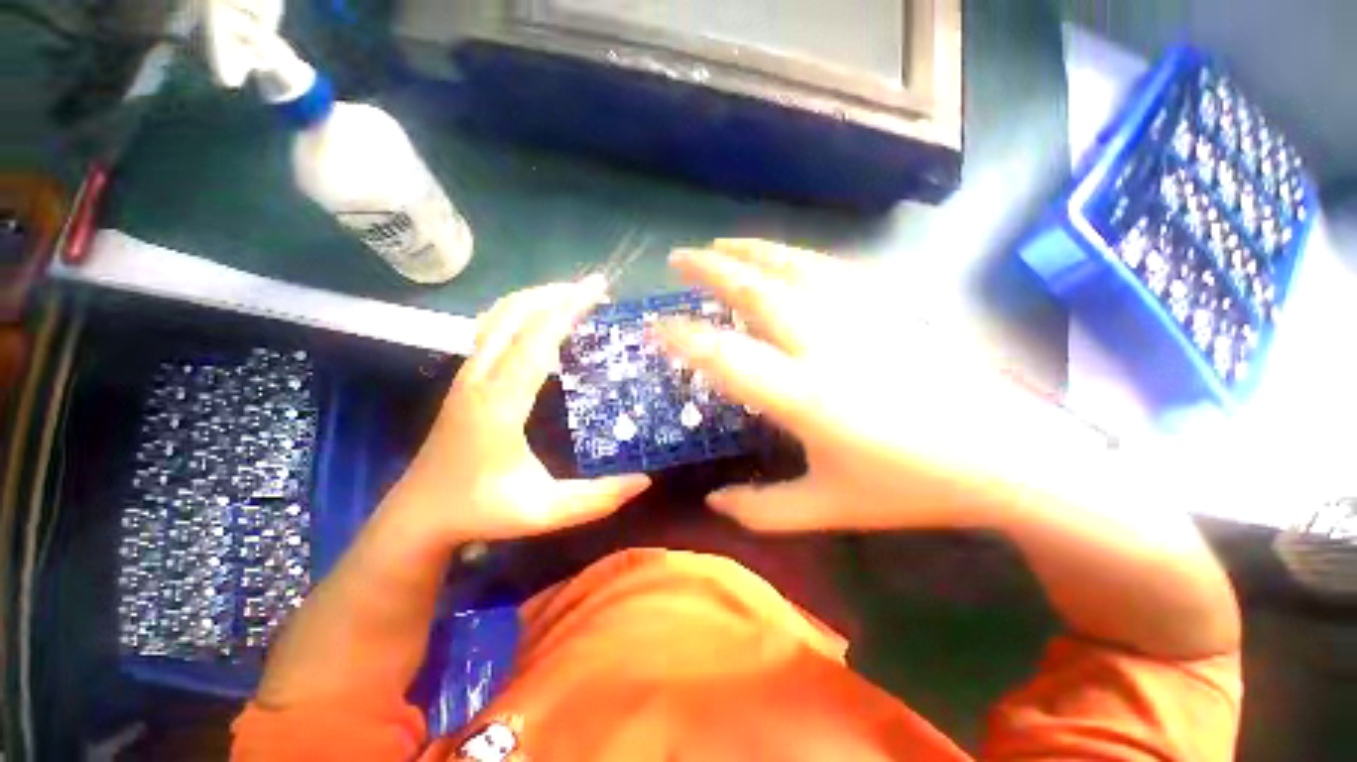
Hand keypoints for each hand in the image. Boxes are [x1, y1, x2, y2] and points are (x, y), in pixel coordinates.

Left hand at [390, 277, 649, 545]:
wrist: (418, 516)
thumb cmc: (480, 512)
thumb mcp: (544, 512)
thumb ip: (597, 498)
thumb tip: (645, 480)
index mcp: (499, 403)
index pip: (536, 340)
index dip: (568, 309)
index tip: (598, 289)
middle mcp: (479, 378)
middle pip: (512, 314)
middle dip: (554, 293)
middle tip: (594, 288)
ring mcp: (467, 375)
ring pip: (497, 317)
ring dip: (536, 298)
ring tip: (573, 296)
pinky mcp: (465, 379)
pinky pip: (492, 329)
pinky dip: (521, 313)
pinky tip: (541, 321)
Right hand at [658, 240, 1025, 532]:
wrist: (1005, 459)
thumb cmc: (911, 487)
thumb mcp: (827, 508)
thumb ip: (761, 510)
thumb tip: (713, 499)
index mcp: (806, 397)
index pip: (726, 357)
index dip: (684, 338)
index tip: (656, 325)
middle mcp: (827, 346)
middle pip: (757, 293)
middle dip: (711, 271)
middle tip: (679, 259)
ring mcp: (863, 319)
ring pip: (795, 268)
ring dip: (751, 252)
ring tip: (721, 243)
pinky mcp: (891, 308)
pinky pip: (834, 269)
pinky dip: (798, 257)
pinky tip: (783, 255)